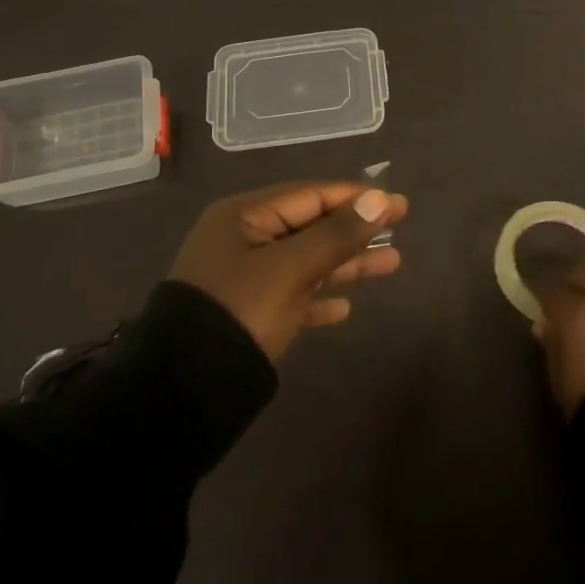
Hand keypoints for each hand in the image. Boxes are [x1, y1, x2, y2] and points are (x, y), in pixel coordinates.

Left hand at [168, 182, 409, 359]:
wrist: (184, 388)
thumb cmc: (240, 311)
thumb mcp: (291, 268)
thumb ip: (337, 234)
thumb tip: (380, 199)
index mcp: (244, 217)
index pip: (311, 195)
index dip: (357, 198)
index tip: (397, 202)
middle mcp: (244, 241)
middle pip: (311, 227)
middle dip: (356, 230)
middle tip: (401, 226)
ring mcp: (245, 279)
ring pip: (307, 262)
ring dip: (346, 264)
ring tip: (393, 264)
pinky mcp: (248, 315)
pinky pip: (293, 297)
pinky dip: (319, 299)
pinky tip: (344, 310)